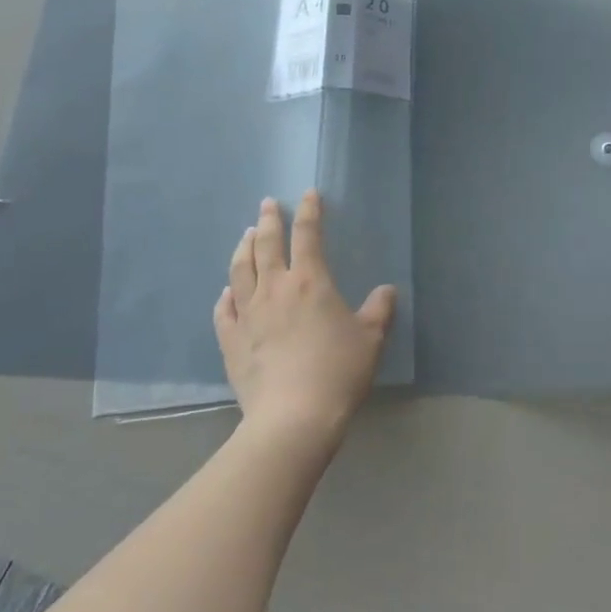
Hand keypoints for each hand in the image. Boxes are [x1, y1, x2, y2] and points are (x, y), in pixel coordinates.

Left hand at [215, 191, 397, 445]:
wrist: (293, 417)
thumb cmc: (338, 372)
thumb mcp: (371, 339)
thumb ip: (379, 310)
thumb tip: (387, 290)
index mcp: (310, 282)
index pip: (308, 235)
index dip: (309, 211)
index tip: (308, 194)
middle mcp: (274, 289)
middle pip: (268, 245)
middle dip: (270, 220)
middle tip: (267, 203)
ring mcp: (247, 314)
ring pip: (240, 270)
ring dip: (243, 248)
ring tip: (246, 235)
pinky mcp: (230, 341)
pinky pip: (224, 310)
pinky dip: (225, 295)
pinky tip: (226, 291)